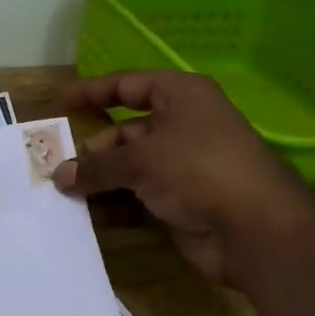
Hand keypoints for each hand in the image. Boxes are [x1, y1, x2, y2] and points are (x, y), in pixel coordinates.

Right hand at [53, 70, 314, 288]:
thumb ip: (97, 166)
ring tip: (67, 196)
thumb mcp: (141, 159)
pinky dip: (118, 205)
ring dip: (101, 181)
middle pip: (126, 131)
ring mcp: (184, 166)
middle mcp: (183, 126)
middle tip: (59, 167)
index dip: (93, 91)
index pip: (128, 85)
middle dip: (94, 150)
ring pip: (131, 168)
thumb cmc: (198, 170)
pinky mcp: (183, 202)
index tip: (60, 102)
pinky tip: (93, 217)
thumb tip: (60, 176)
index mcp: (181, 96)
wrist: (255, 230)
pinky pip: (140, 197)